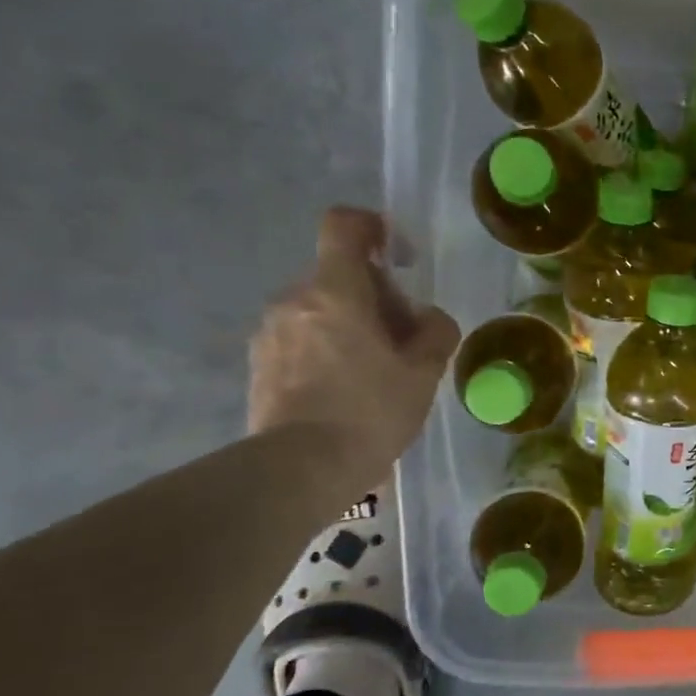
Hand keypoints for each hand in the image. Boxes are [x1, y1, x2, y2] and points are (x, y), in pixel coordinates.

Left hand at [249, 207, 459, 503]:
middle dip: (377, 297)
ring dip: (352, 325)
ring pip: (321, 308)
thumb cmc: (369, 413)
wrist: (300, 469)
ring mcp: (270, 332)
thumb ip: (435, 332)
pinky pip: (302, 337)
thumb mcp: (423, 373)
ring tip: (378, 372)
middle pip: (340, 274)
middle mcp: (294, 300)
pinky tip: (347, 391)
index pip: (345, 225)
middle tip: (405, 341)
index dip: (375, 228)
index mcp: (335, 291)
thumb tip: (427, 318)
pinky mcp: (259, 363)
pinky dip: (328, 348)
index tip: (400, 258)